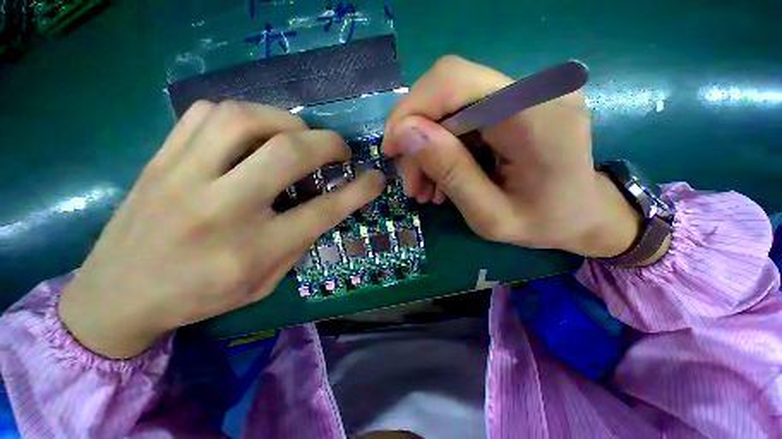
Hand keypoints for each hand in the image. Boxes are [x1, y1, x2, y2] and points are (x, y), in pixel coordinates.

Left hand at [60, 101, 384, 357]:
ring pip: (245, 118)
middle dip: (328, 144)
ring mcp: (183, 176)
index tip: (376, 179)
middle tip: (340, 150)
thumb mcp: (265, 281)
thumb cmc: (200, 296)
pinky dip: (245, 114)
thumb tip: (327, 203)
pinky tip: (255, 132)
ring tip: (300, 136)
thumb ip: (300, 240)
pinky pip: (208, 113)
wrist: (118, 293)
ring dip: (288, 121)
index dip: (358, 191)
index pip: (322, 211)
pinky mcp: (161, 157)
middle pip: (287, 154)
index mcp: (252, 250)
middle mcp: (221, 208)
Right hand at [383, 56, 639, 257]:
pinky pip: (463, 117)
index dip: (410, 111)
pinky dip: (443, 148)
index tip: (391, 150)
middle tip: (412, 183)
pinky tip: (442, 177)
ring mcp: (527, 92)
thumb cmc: (544, 224)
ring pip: (450, 107)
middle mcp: (535, 89)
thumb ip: (450, 172)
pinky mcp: (517, 102)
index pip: (453, 81)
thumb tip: (404, 133)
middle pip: (447, 91)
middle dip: (417, 138)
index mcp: (536, 115)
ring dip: (428, 148)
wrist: (584, 216)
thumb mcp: (489, 215)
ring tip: (426, 188)